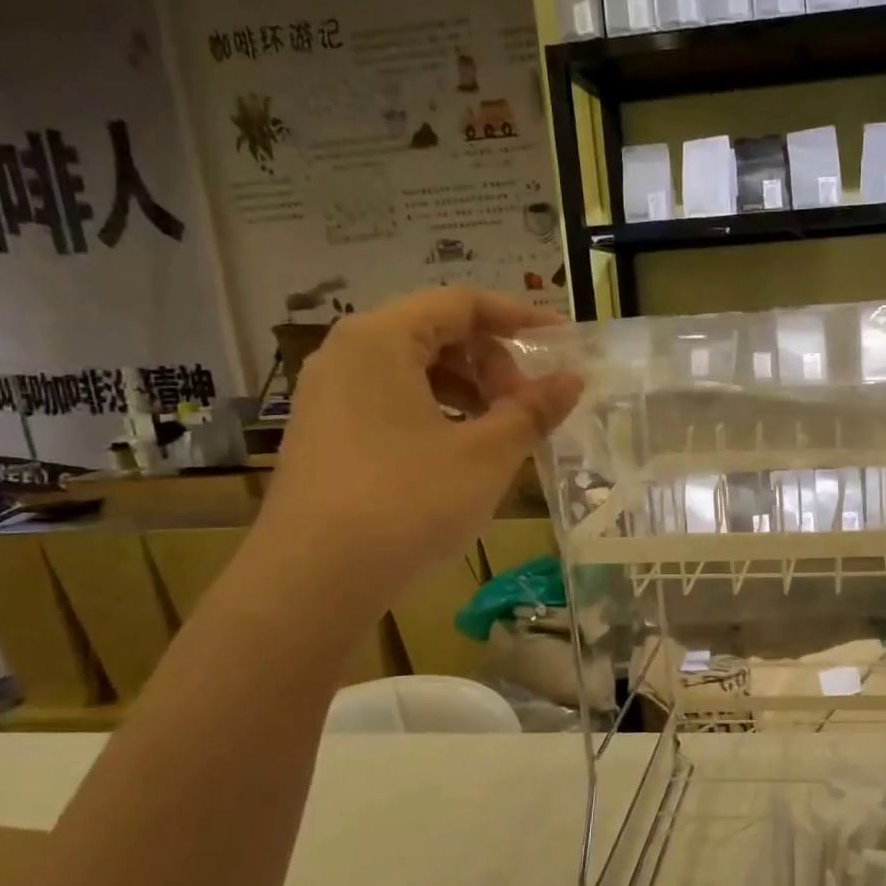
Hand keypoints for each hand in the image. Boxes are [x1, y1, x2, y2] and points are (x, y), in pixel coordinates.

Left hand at [259, 288, 580, 604]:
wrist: (313, 582)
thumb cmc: (408, 502)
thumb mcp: (486, 454)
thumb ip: (533, 410)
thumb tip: (572, 380)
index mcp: (381, 339)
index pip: (461, 303)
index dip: (519, 318)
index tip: (561, 342)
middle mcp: (347, 355)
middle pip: (437, 334)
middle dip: (493, 363)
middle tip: (528, 406)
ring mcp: (330, 397)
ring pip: (415, 372)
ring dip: (470, 392)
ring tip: (502, 433)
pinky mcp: (327, 436)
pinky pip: (394, 403)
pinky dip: (438, 415)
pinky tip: (462, 455)